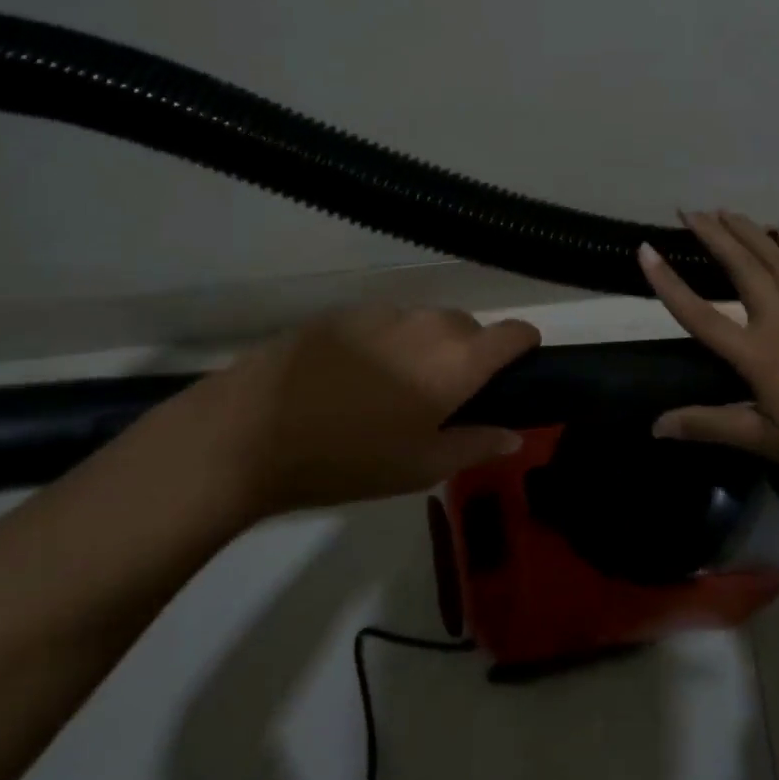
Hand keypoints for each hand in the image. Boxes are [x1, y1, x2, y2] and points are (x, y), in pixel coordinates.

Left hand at [166, 305, 540, 523]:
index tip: (516, 372)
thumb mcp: (421, 467)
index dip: (525, 348)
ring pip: (427, 322)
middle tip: (445, 400)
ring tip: (395, 390)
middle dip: (471, 354)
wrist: (253, 428)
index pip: (515, 332)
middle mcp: (429, 323)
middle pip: (470, 327)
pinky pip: (386, 322)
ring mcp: (384, 312)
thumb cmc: (350, 457)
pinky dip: (389, 342)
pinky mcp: (344, 312)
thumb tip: (515, 434)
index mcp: (459, 359)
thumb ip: (476, 445)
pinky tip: (354, 378)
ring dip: (428, 347)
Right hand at [639, 210, 778, 508]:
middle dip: (715, 236)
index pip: (701, 315)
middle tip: (690, 212)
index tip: (645, 251)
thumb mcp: (763, 442)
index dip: (669, 283)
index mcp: (760, 356)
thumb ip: (708, 424)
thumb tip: (655, 426)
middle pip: (744, 270)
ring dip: (751, 233)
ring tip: (727, 212)